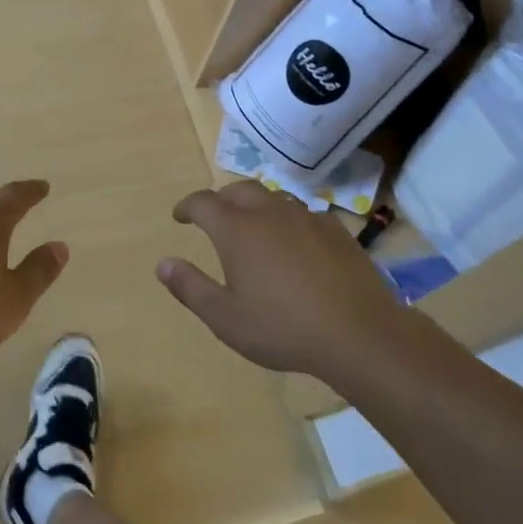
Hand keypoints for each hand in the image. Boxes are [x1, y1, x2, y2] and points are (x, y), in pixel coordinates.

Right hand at [156, 181, 404, 380]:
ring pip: (274, 198)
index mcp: (237, 230)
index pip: (204, 202)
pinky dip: (288, 221)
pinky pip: (304, 214)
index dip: (188, 206)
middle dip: (222, 199)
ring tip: (254, 227)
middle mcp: (270, 213)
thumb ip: (190, 287)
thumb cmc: (283, 328)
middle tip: (215, 217)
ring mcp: (307, 218)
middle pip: (239, 190)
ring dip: (256, 206)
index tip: (180, 216)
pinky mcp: (337, 230)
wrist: (359, 333)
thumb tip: (162, 263)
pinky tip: (295, 244)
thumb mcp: (225, 318)